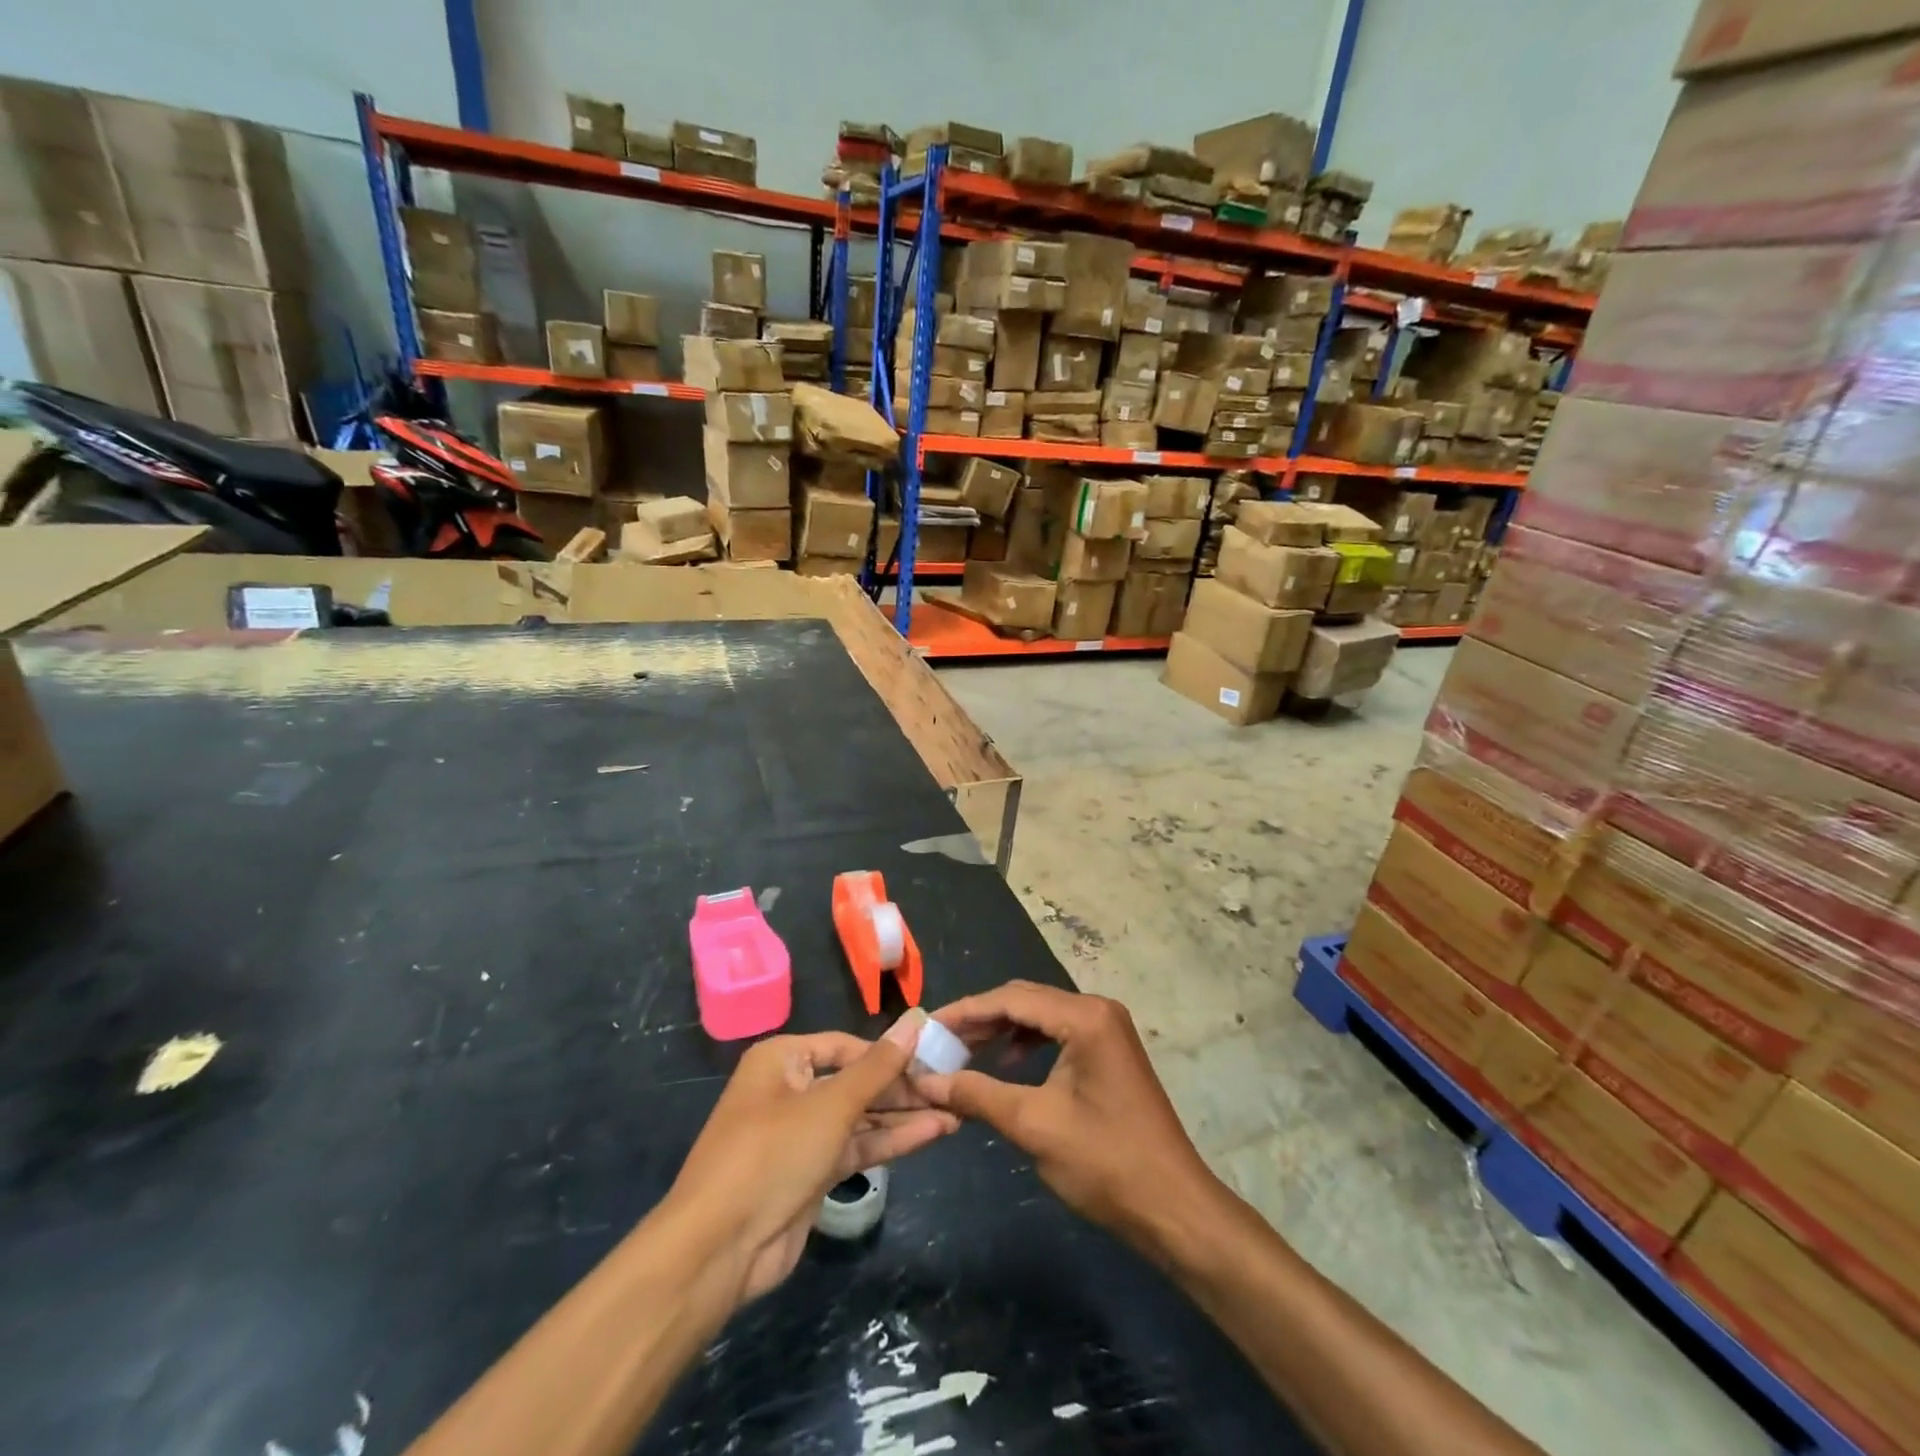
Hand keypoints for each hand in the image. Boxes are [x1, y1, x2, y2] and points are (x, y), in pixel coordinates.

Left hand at [665, 1014, 957, 1305]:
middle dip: (902, 1087)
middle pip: (856, 1081)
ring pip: (860, 1117)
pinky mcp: (811, 1173)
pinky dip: (890, 1142)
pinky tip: (932, 1134)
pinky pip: (856, 1147)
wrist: (718, 1249)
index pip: (847, 1046)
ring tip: (954, 1112)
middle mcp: (791, 1090)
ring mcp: (801, 1134)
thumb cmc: (772, 1154)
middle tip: (951, 1088)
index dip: (889, 1053)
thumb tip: (916, 1019)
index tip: (934, 1058)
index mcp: (783, 1059)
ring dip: (903, 1116)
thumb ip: (878, 1066)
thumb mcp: (831, 1105)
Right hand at [910, 981, 1217, 1257]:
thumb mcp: (1034, 1125)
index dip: (965, 1011)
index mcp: (1085, 1016)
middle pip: (1026, 1000)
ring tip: (964, 1052)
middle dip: (981, 1019)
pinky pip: (1058, 1033)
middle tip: (940, 1041)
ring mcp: (1108, 1029)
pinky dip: (1027, 1043)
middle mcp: (1098, 1010)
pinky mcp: (1110, 1051)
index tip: (927, 1026)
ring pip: (1041, 1016)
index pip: (1012, 999)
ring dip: (1002, 1030)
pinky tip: (1008, 1064)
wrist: (1173, 1207)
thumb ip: (977, 1094)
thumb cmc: (1105, 1163)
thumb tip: (925, 1081)